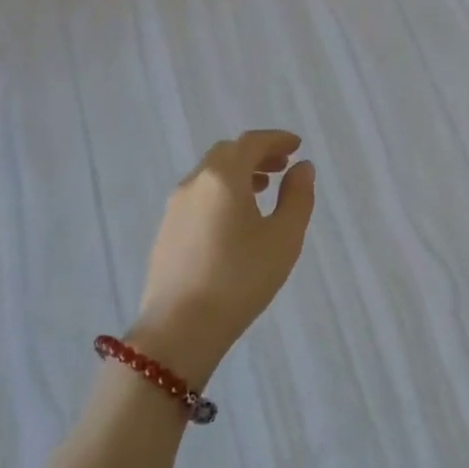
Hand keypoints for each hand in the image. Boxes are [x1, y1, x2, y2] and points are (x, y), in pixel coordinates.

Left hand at [131, 130, 315, 384]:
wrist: (179, 328)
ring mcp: (175, 207)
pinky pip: (198, 196)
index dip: (277, 139)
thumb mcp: (283, 238)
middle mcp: (194, 183)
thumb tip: (302, 168)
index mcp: (223, 177)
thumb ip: (297, 197)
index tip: (297, 146)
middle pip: (227, 154)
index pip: (251, 142)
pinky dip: (221, 193)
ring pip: (210, 175)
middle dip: (257, 154)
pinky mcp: (166, 231)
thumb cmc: (240, 278)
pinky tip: (234, 219)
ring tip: (262, 190)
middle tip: (283, 166)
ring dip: (238, 173)